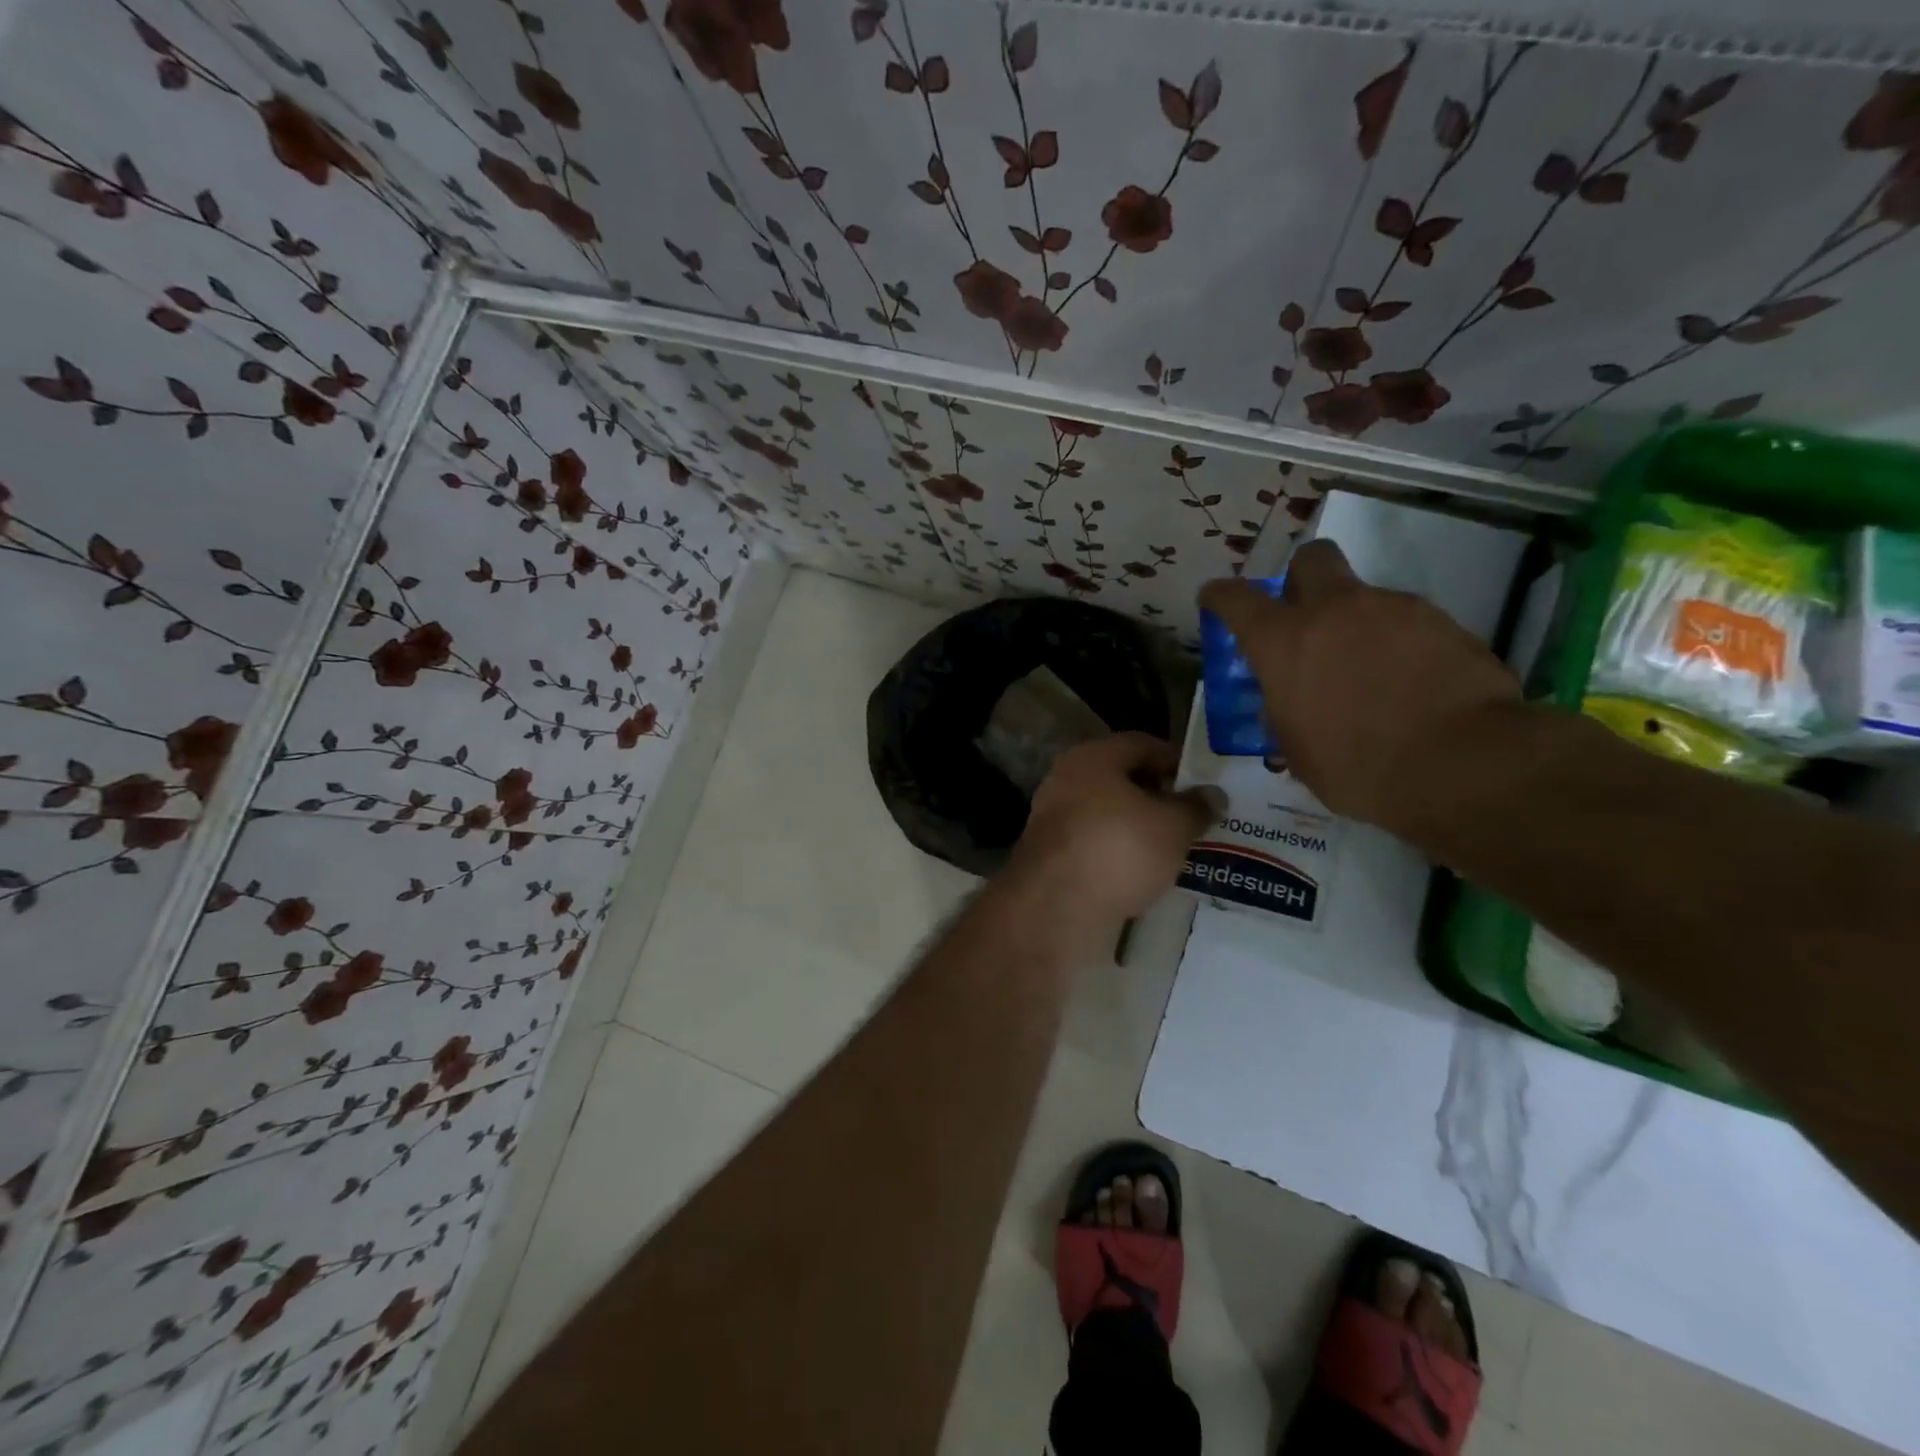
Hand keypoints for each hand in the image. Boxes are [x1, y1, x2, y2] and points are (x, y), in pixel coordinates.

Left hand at [1006, 732, 1216, 943]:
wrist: (1057, 906)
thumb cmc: (1119, 848)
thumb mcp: (1173, 826)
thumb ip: (1195, 807)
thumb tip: (1214, 794)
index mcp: (1092, 757)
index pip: (1142, 744)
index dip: (1176, 760)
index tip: (1203, 783)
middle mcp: (1066, 780)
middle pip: (1121, 779)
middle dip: (1158, 796)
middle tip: (1193, 816)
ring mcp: (1054, 819)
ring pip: (1108, 814)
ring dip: (1139, 827)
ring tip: (1175, 847)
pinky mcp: (1052, 856)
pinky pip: (1096, 844)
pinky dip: (1119, 852)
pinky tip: (1144, 871)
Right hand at [1199, 540, 1521, 833]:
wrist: (1461, 764)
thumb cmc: (1358, 767)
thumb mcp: (1298, 751)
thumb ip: (1284, 713)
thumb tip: (1287, 705)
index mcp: (1283, 642)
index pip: (1236, 599)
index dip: (1220, 596)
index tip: (1215, 599)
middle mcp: (1334, 610)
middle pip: (1311, 559)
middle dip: (1302, 577)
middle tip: (1306, 615)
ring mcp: (1392, 609)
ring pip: (1364, 599)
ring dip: (1358, 625)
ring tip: (1372, 674)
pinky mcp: (1443, 622)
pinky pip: (1407, 623)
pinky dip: (1401, 645)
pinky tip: (1411, 684)